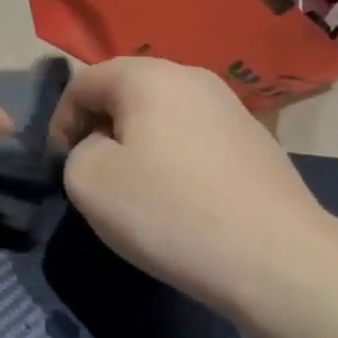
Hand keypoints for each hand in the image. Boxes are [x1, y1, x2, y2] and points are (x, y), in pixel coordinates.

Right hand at [49, 58, 337, 315]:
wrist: (277, 261)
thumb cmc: (168, 211)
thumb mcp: (87, 179)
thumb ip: (75, 151)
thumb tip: (102, 149)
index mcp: (149, 76)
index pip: (83, 82)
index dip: (60, 123)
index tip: (61, 166)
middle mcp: (194, 79)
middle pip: (125, 95)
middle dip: (99, 131)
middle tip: (94, 177)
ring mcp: (233, 111)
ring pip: (162, 119)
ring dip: (137, 148)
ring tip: (136, 194)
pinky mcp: (258, 145)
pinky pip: (195, 142)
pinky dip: (174, 164)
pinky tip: (180, 205)